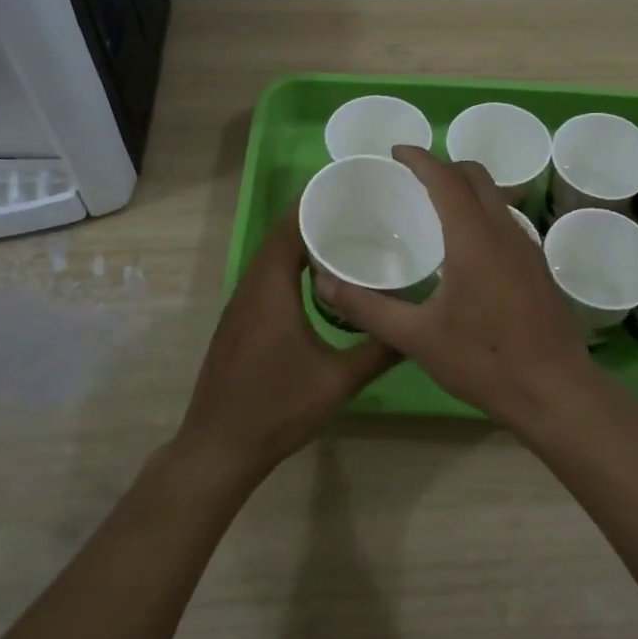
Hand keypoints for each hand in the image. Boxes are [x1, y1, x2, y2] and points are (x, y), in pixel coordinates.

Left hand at [177, 201, 398, 478]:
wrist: (219, 447)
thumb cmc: (277, 408)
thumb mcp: (338, 380)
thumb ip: (380, 350)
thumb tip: (418, 325)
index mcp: (270, 289)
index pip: (289, 228)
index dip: (314, 204)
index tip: (350, 190)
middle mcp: (250, 288)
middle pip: (280, 238)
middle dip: (314, 220)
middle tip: (359, 212)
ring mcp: (239, 306)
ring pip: (271, 260)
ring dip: (300, 244)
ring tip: (345, 238)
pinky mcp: (238, 324)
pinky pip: (265, 280)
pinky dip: (290, 268)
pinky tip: (317, 283)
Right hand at [320, 146, 599, 428]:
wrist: (556, 392)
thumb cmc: (484, 362)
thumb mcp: (417, 338)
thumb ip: (368, 307)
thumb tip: (324, 284)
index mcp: (474, 239)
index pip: (446, 179)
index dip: (420, 159)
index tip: (395, 152)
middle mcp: (504, 232)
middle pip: (476, 177)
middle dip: (443, 167)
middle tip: (411, 179)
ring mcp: (528, 248)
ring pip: (496, 197)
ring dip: (465, 189)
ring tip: (433, 209)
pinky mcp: (538, 267)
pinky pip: (506, 220)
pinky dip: (481, 213)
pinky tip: (464, 249)